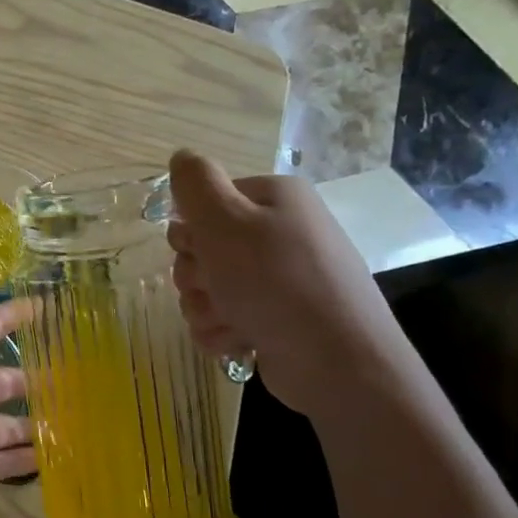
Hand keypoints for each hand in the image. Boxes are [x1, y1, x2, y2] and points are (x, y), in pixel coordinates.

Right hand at [167, 150, 413, 416]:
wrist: (335, 361)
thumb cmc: (276, 282)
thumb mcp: (226, 221)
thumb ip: (195, 184)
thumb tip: (181, 156)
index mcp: (272, 200)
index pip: (204, 204)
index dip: (192, 230)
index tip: (201, 248)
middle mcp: (277, 234)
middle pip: (200, 250)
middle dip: (196, 276)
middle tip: (217, 288)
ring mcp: (277, 279)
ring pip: (204, 289)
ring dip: (206, 308)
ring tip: (233, 320)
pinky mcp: (273, 319)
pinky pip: (220, 320)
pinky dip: (222, 332)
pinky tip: (241, 340)